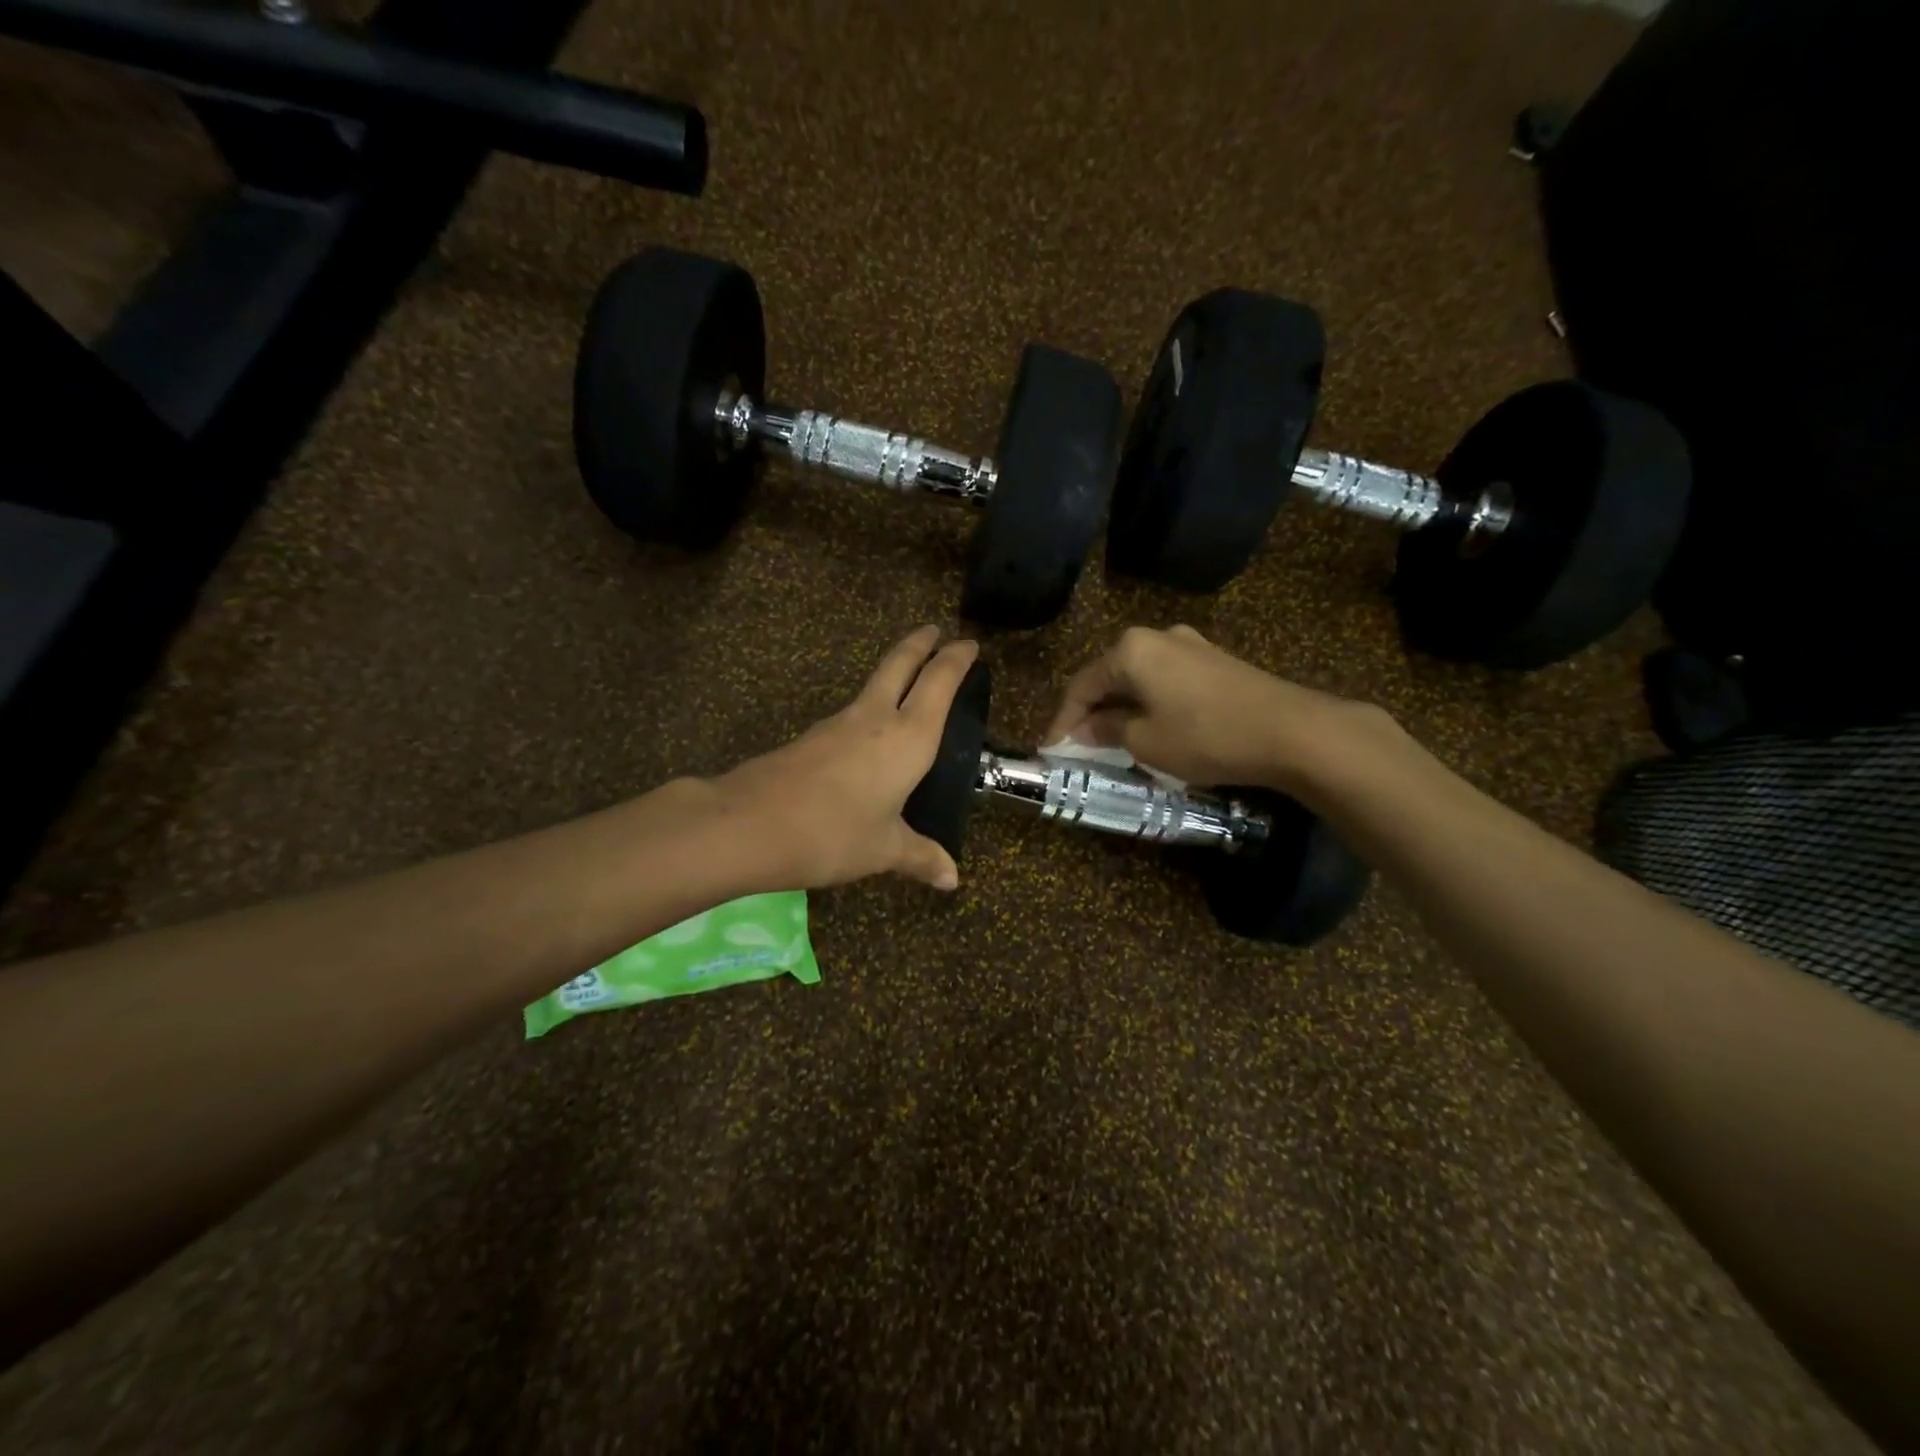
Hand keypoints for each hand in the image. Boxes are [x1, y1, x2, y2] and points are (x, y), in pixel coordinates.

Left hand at [714, 626, 979, 891]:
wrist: (749, 824)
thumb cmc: (834, 833)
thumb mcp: (884, 849)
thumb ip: (920, 856)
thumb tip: (951, 879)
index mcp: (908, 737)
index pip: (939, 683)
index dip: (956, 660)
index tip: (969, 644)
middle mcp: (875, 718)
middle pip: (900, 664)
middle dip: (920, 644)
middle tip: (935, 631)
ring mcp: (838, 724)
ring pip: (873, 685)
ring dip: (895, 673)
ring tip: (908, 682)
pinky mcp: (811, 738)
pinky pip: (852, 714)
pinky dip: (871, 709)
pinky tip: (869, 735)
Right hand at [1044, 625, 1374, 790]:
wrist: (1291, 731)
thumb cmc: (1205, 735)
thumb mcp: (1145, 741)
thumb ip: (1108, 730)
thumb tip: (1087, 728)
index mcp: (1131, 650)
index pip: (1081, 685)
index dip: (1063, 720)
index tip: (1052, 749)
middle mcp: (1158, 637)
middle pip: (1110, 675)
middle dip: (1092, 711)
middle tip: (1079, 744)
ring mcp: (1191, 645)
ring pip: (1140, 678)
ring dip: (1122, 707)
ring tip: (1112, 739)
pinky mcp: (1216, 661)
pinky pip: (1167, 680)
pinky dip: (1150, 703)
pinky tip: (1152, 726)